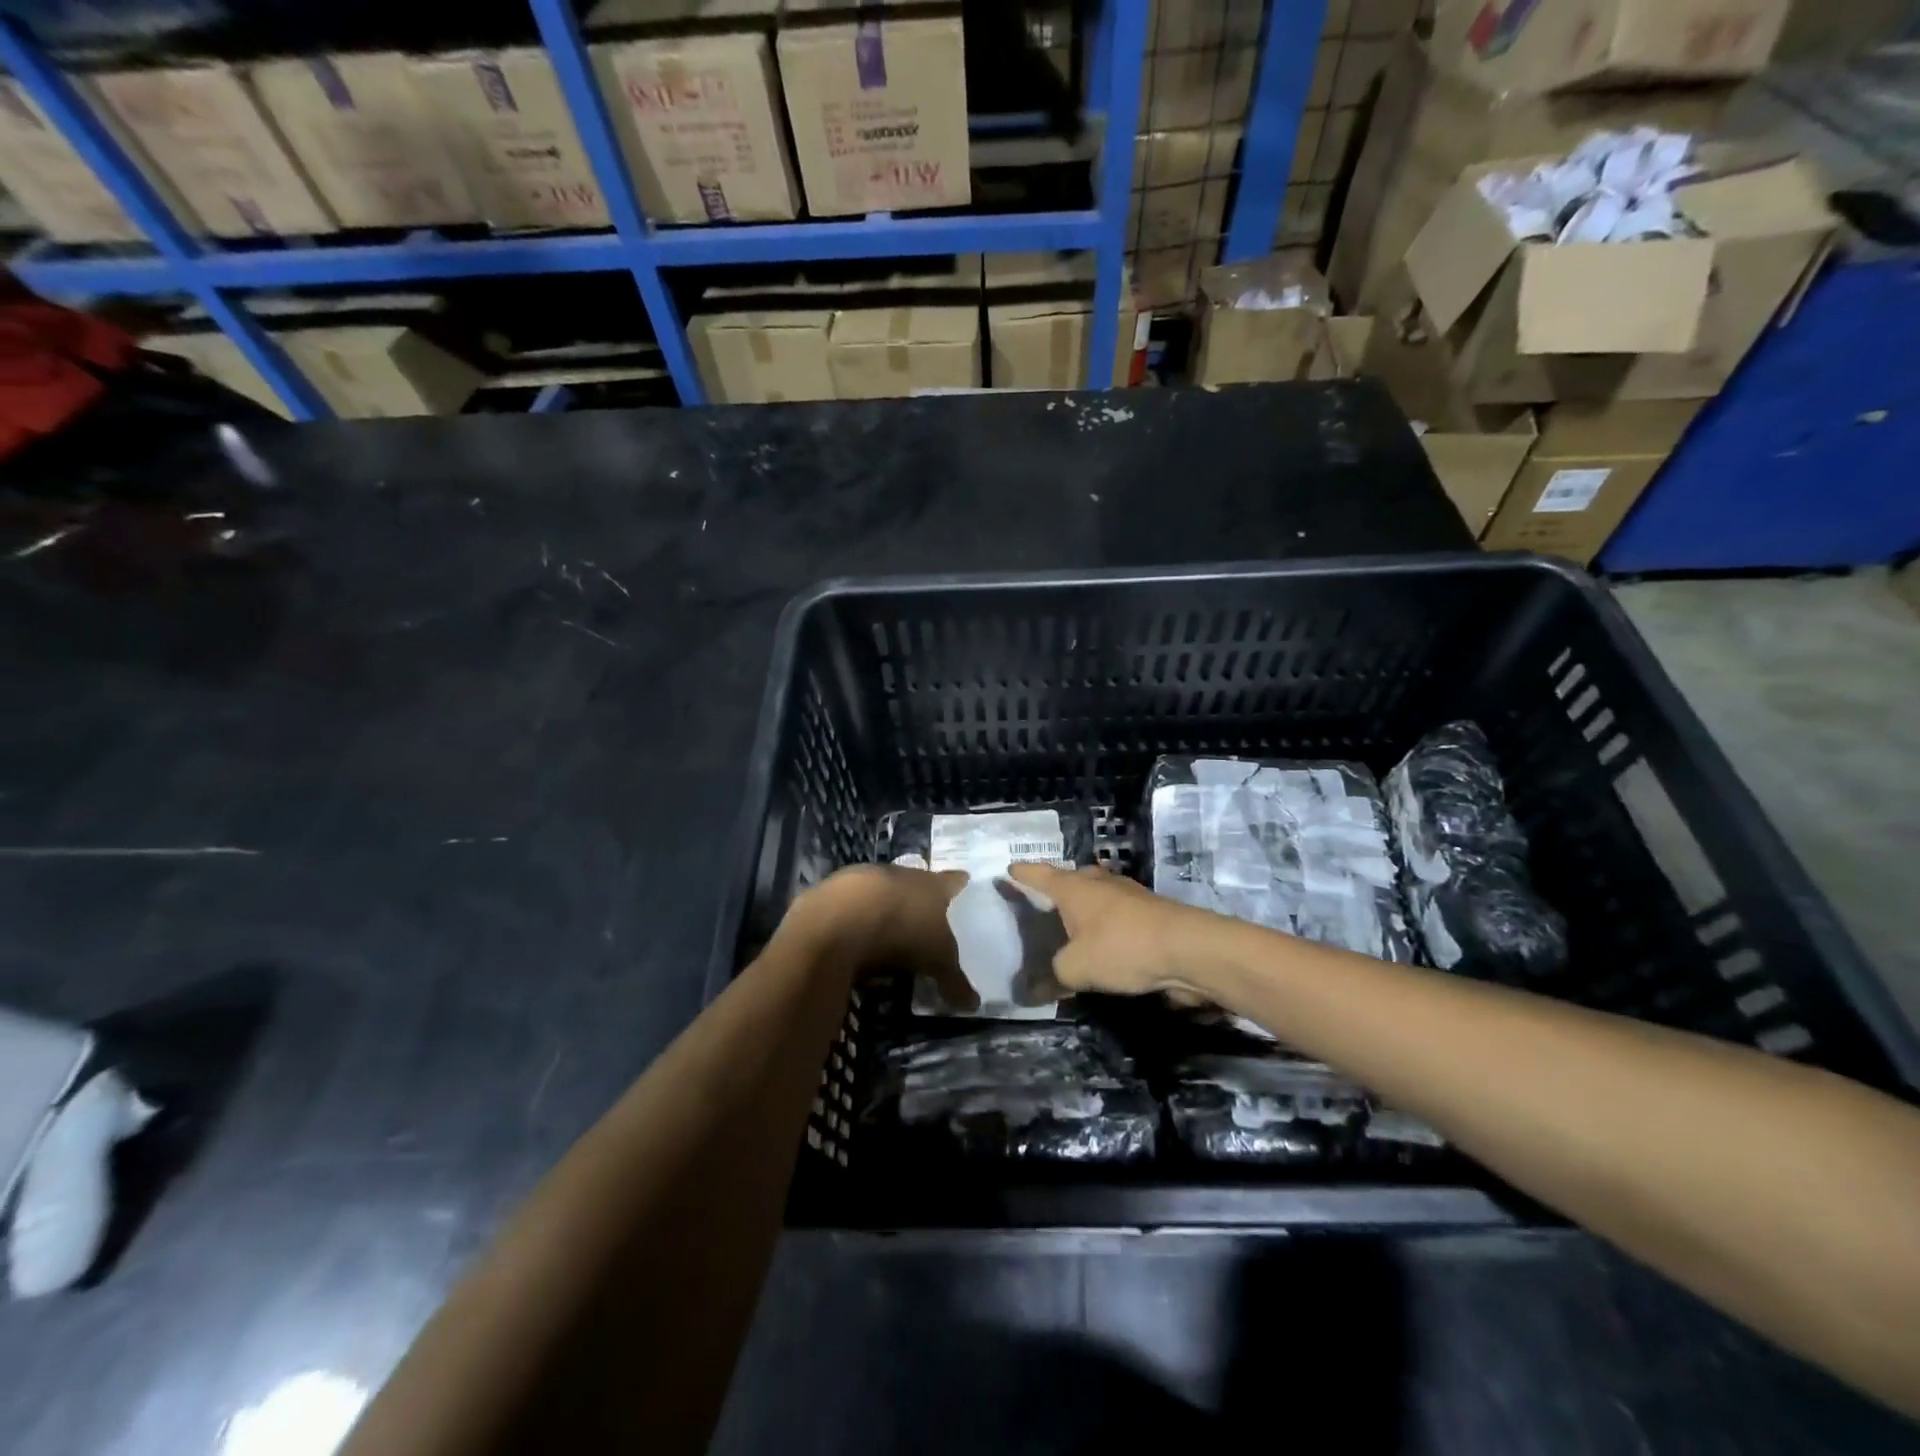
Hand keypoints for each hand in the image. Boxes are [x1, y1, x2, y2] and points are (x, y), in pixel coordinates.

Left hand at [781, 864, 976, 1010]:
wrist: (841, 917)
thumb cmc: (902, 931)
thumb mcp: (936, 961)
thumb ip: (954, 980)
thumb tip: (974, 1005)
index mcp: (933, 884)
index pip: (954, 880)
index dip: (960, 886)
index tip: (965, 889)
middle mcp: (902, 873)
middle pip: (916, 882)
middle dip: (920, 899)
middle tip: (926, 919)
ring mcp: (866, 878)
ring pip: (882, 891)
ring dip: (884, 907)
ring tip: (888, 932)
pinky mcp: (834, 890)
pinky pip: (851, 905)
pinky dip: (854, 919)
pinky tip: (853, 939)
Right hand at [1005, 862, 1216, 999]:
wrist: (1188, 949)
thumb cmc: (1122, 948)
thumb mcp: (1076, 968)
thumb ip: (1053, 976)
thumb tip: (1033, 989)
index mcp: (1074, 888)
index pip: (1040, 875)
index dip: (1023, 874)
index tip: (1009, 870)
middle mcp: (1099, 883)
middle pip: (1072, 880)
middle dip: (1059, 890)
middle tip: (1043, 905)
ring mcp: (1128, 895)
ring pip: (1098, 897)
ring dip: (1086, 909)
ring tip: (1072, 927)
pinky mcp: (1150, 914)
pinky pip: (1117, 915)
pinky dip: (1106, 926)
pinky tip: (1104, 945)